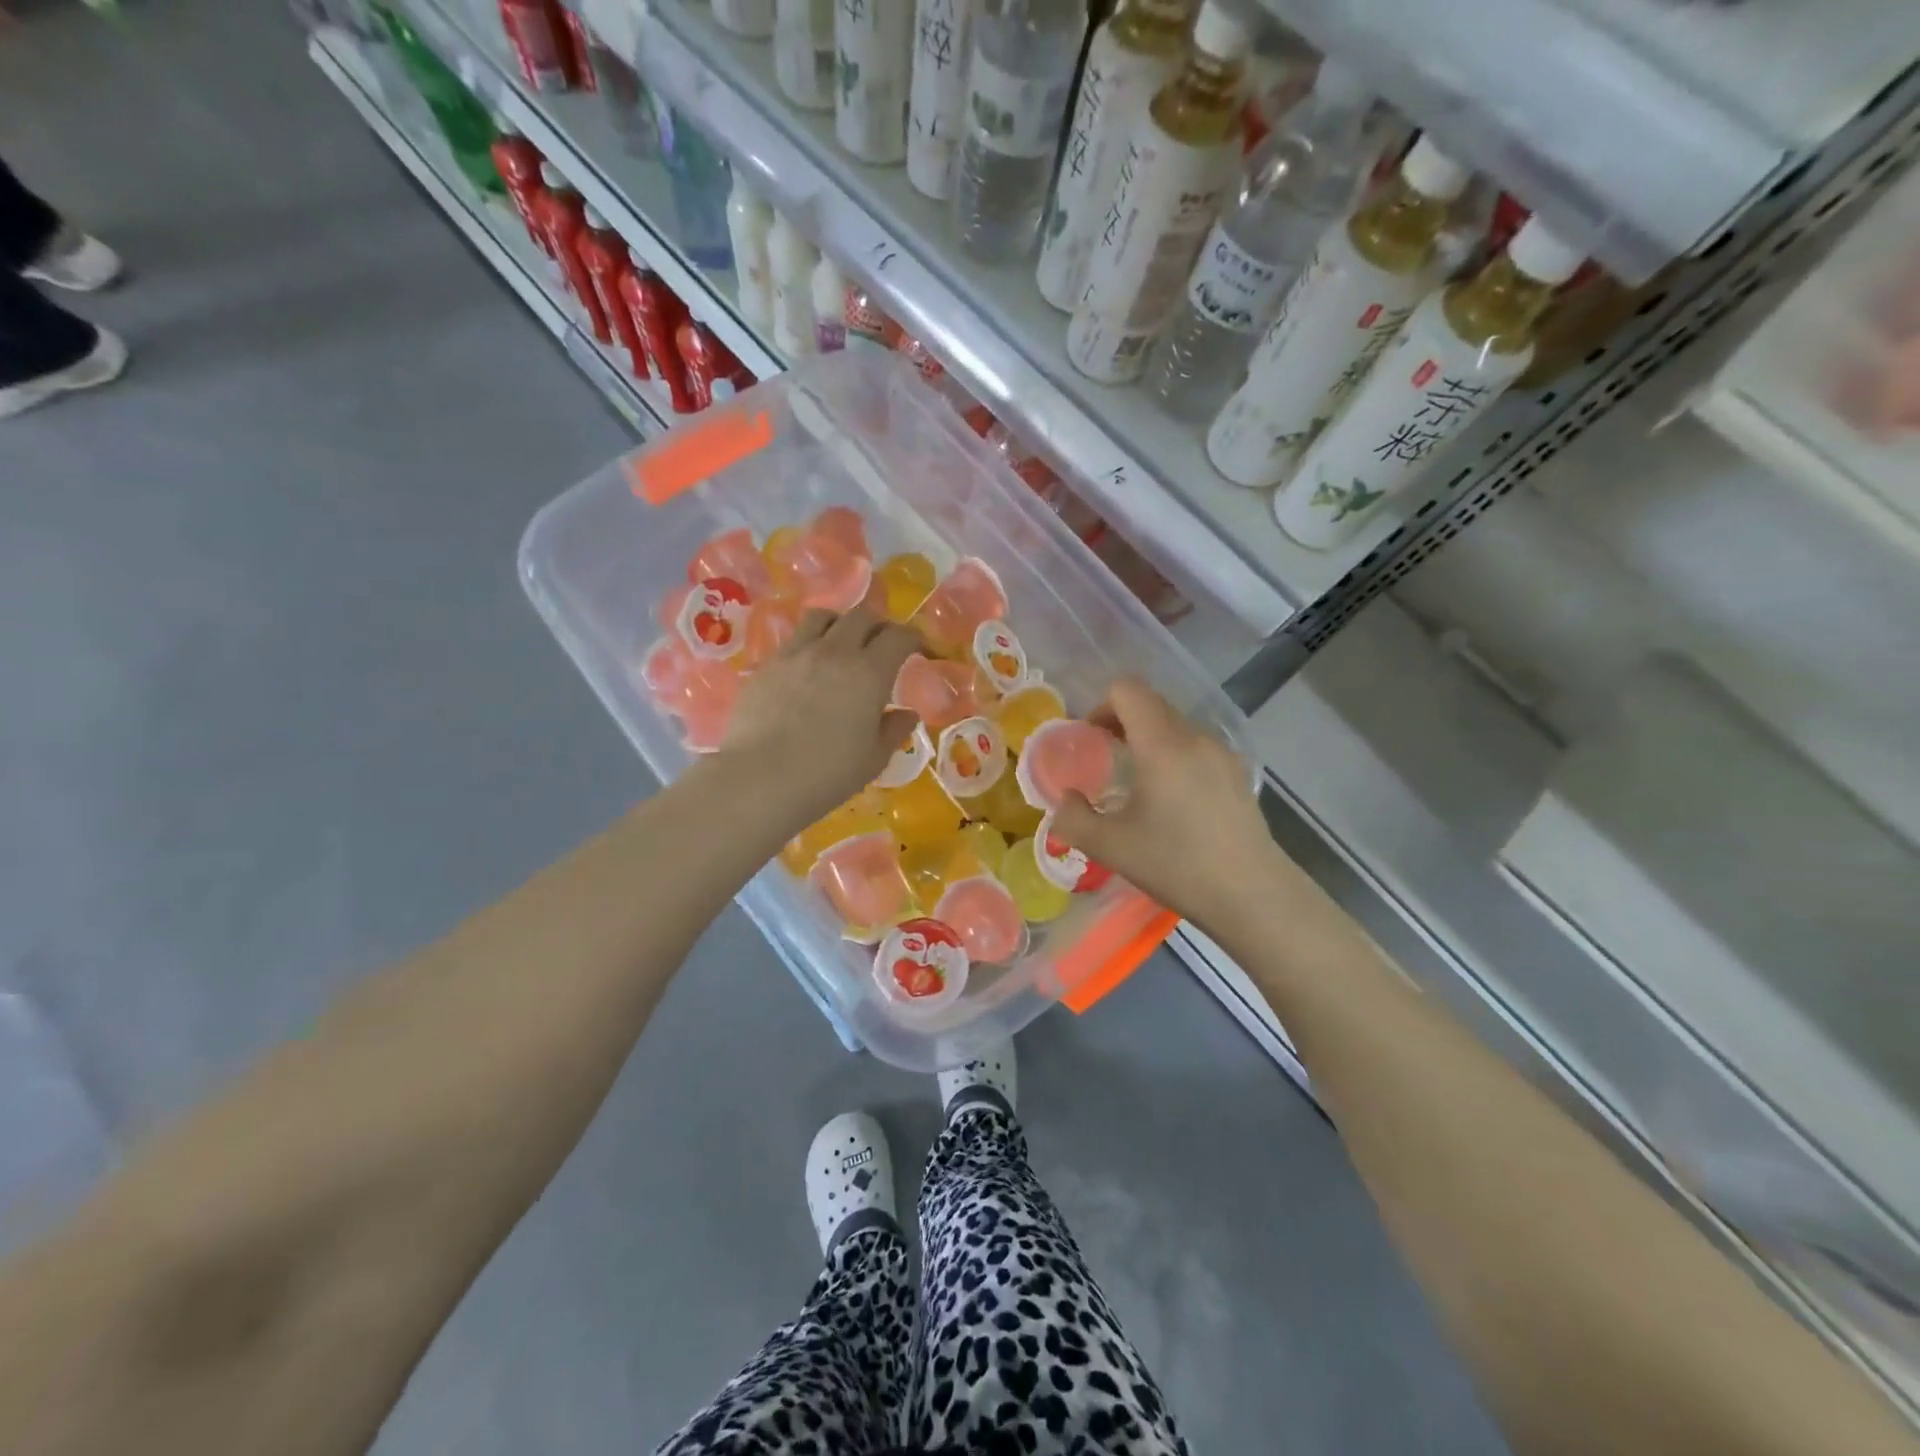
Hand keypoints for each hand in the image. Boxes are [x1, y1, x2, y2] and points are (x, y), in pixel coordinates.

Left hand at [718, 606, 919, 828]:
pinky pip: (794, 640)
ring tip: (842, 644)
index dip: (914, 638)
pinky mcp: (767, 665)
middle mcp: (834, 651)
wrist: (760, 778)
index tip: (920, 649)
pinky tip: (808, 669)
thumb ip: (894, 731)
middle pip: (862, 616)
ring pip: (823, 617)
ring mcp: (796, 654)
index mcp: (869, 673)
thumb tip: (907, 714)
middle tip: (883, 645)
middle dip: (879, 625)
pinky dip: (809, 644)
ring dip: (840, 624)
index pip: (899, 636)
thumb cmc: (826, 774)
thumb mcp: (873, 759)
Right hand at [1051, 676, 1290, 932]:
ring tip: (1137, 785)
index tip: (1089, 740)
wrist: (1252, 895)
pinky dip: (1174, 757)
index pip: (1127, 690)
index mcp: (1162, 745)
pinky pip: (1196, 748)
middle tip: (1105, 761)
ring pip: (1175, 726)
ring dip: (1148, 741)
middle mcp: (1195, 737)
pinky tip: (1173, 802)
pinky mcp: (1238, 773)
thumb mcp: (1110, 847)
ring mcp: (1222, 753)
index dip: (1100, 706)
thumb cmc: (1177, 865)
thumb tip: (1066, 799)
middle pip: (1151, 704)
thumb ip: (1073, 817)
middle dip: (1121, 723)